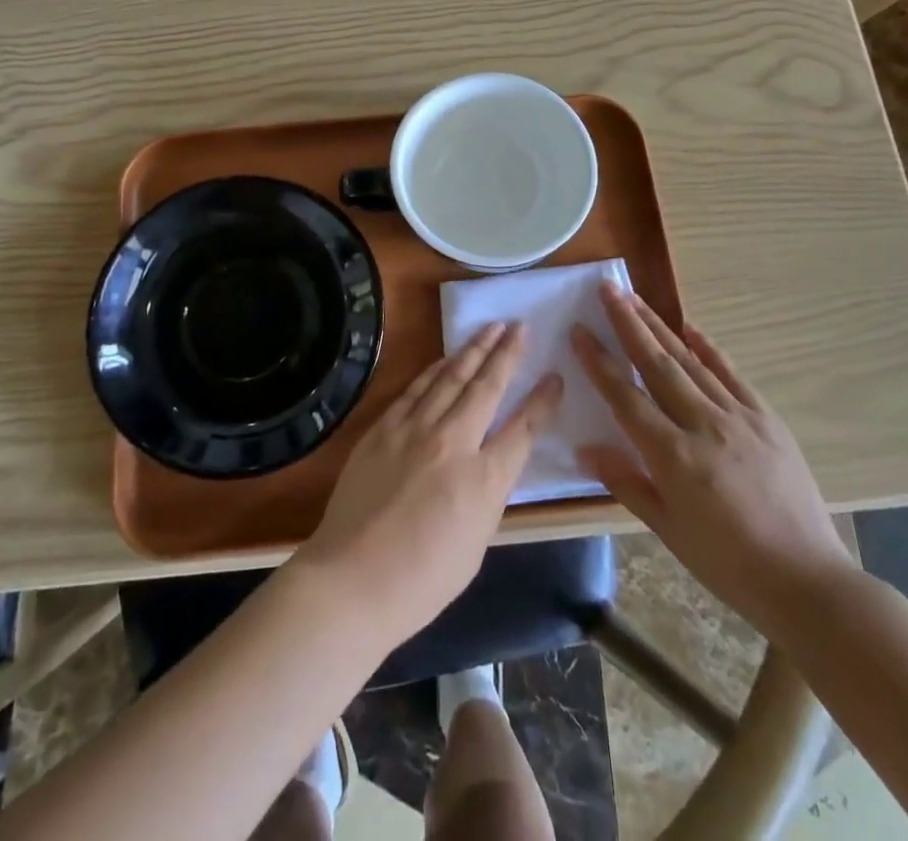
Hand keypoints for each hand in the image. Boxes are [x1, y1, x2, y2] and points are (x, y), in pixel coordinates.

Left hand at [294, 321, 561, 647]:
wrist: (352, 579)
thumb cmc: (422, 580)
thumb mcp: (476, 542)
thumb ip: (487, 493)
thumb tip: (490, 461)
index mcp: (484, 480)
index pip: (523, 429)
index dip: (542, 401)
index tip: (555, 376)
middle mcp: (453, 443)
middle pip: (486, 387)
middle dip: (507, 353)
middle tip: (520, 326)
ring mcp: (414, 430)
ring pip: (451, 378)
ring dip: (474, 350)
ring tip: (491, 328)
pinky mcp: (384, 428)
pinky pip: (416, 388)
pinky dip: (435, 369)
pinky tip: (446, 358)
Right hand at [572, 286, 854, 638]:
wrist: (807, 581)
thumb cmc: (728, 564)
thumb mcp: (667, 530)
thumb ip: (626, 482)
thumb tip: (585, 447)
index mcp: (673, 456)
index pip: (625, 396)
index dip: (599, 361)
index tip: (579, 330)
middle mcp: (702, 425)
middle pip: (657, 364)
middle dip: (628, 323)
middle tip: (607, 289)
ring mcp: (738, 417)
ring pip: (690, 361)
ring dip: (660, 327)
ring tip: (635, 299)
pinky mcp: (766, 419)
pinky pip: (731, 374)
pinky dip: (708, 347)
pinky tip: (690, 327)